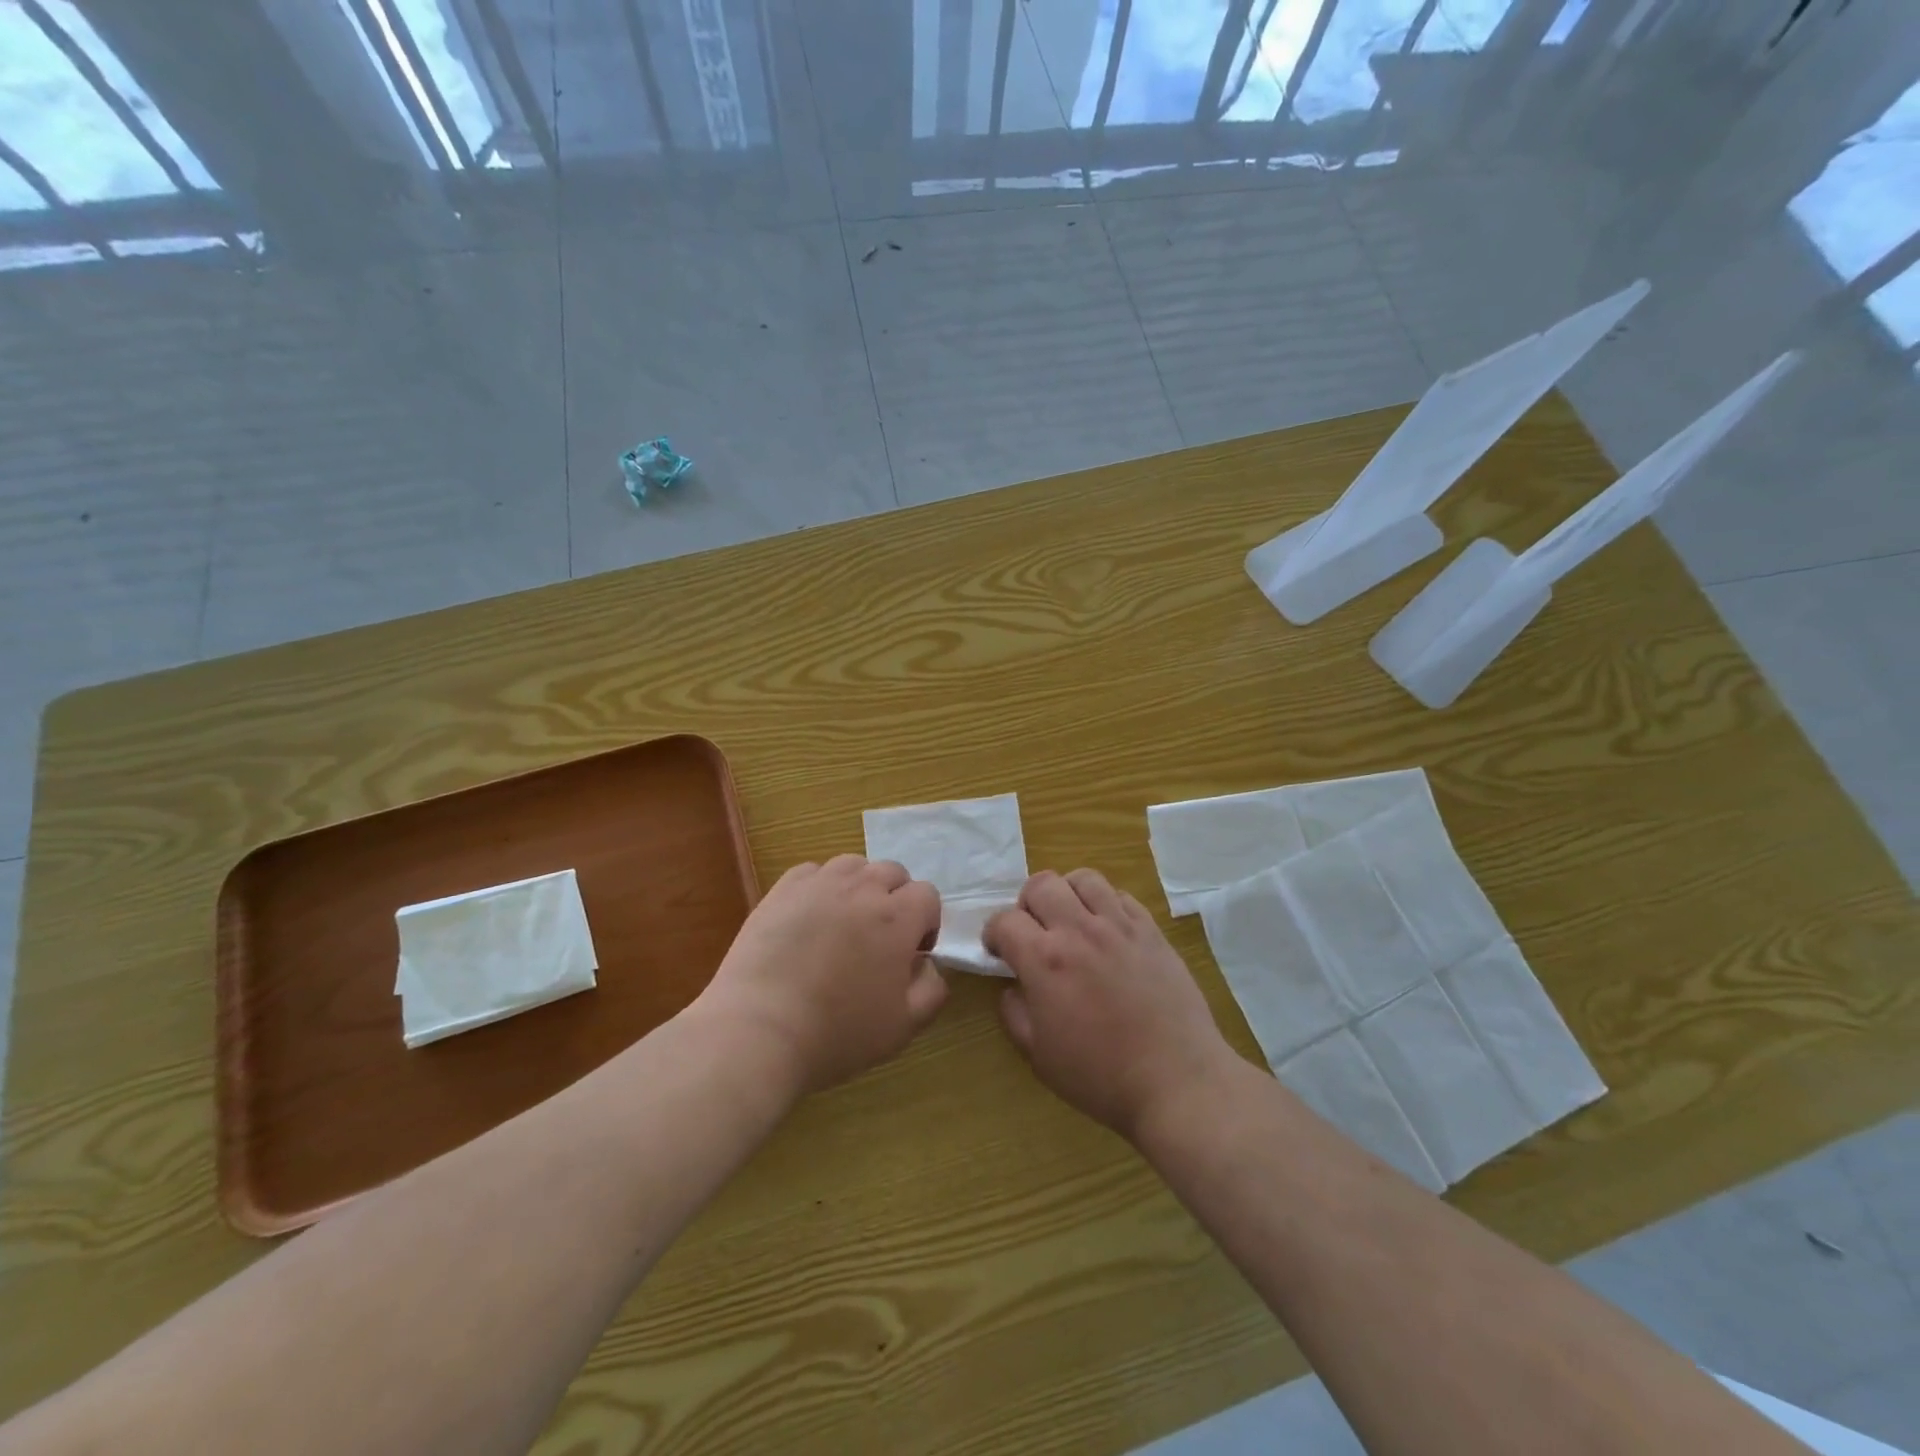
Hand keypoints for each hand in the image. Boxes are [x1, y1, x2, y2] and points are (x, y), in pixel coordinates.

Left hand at [695, 855, 947, 1093]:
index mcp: (897, 918)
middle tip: (878, 939)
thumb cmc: (838, 1033)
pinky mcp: (782, 890)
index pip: (927, 895)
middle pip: (893, 872)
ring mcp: (819, 884)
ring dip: (859, 887)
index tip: (911, 954)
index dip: (926, 923)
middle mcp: (862, 889)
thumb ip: (932, 988)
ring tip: (844, 923)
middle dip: (896, 899)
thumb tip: (928, 963)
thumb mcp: (904, 1026)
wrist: (759, 1031)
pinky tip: (809, 919)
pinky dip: (820, 887)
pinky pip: (812, 872)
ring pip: (853, 866)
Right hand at [985, 868, 1233, 1139]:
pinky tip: (1106, 931)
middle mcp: (1079, 930)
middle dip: (1026, 903)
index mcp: (1045, 960)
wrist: (1177, 1081)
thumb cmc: (1101, 1076)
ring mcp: (1119, 926)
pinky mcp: (1151, 931)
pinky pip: (1121, 896)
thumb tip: (1013, 986)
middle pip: (1041, 884)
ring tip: (1071, 921)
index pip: (1005, 920)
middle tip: (1033, 931)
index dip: (994, 933)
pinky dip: (1105, 904)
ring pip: (1084, 879)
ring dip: (1067, 894)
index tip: (998, 951)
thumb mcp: (1039, 1056)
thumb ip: (1015, 1013)